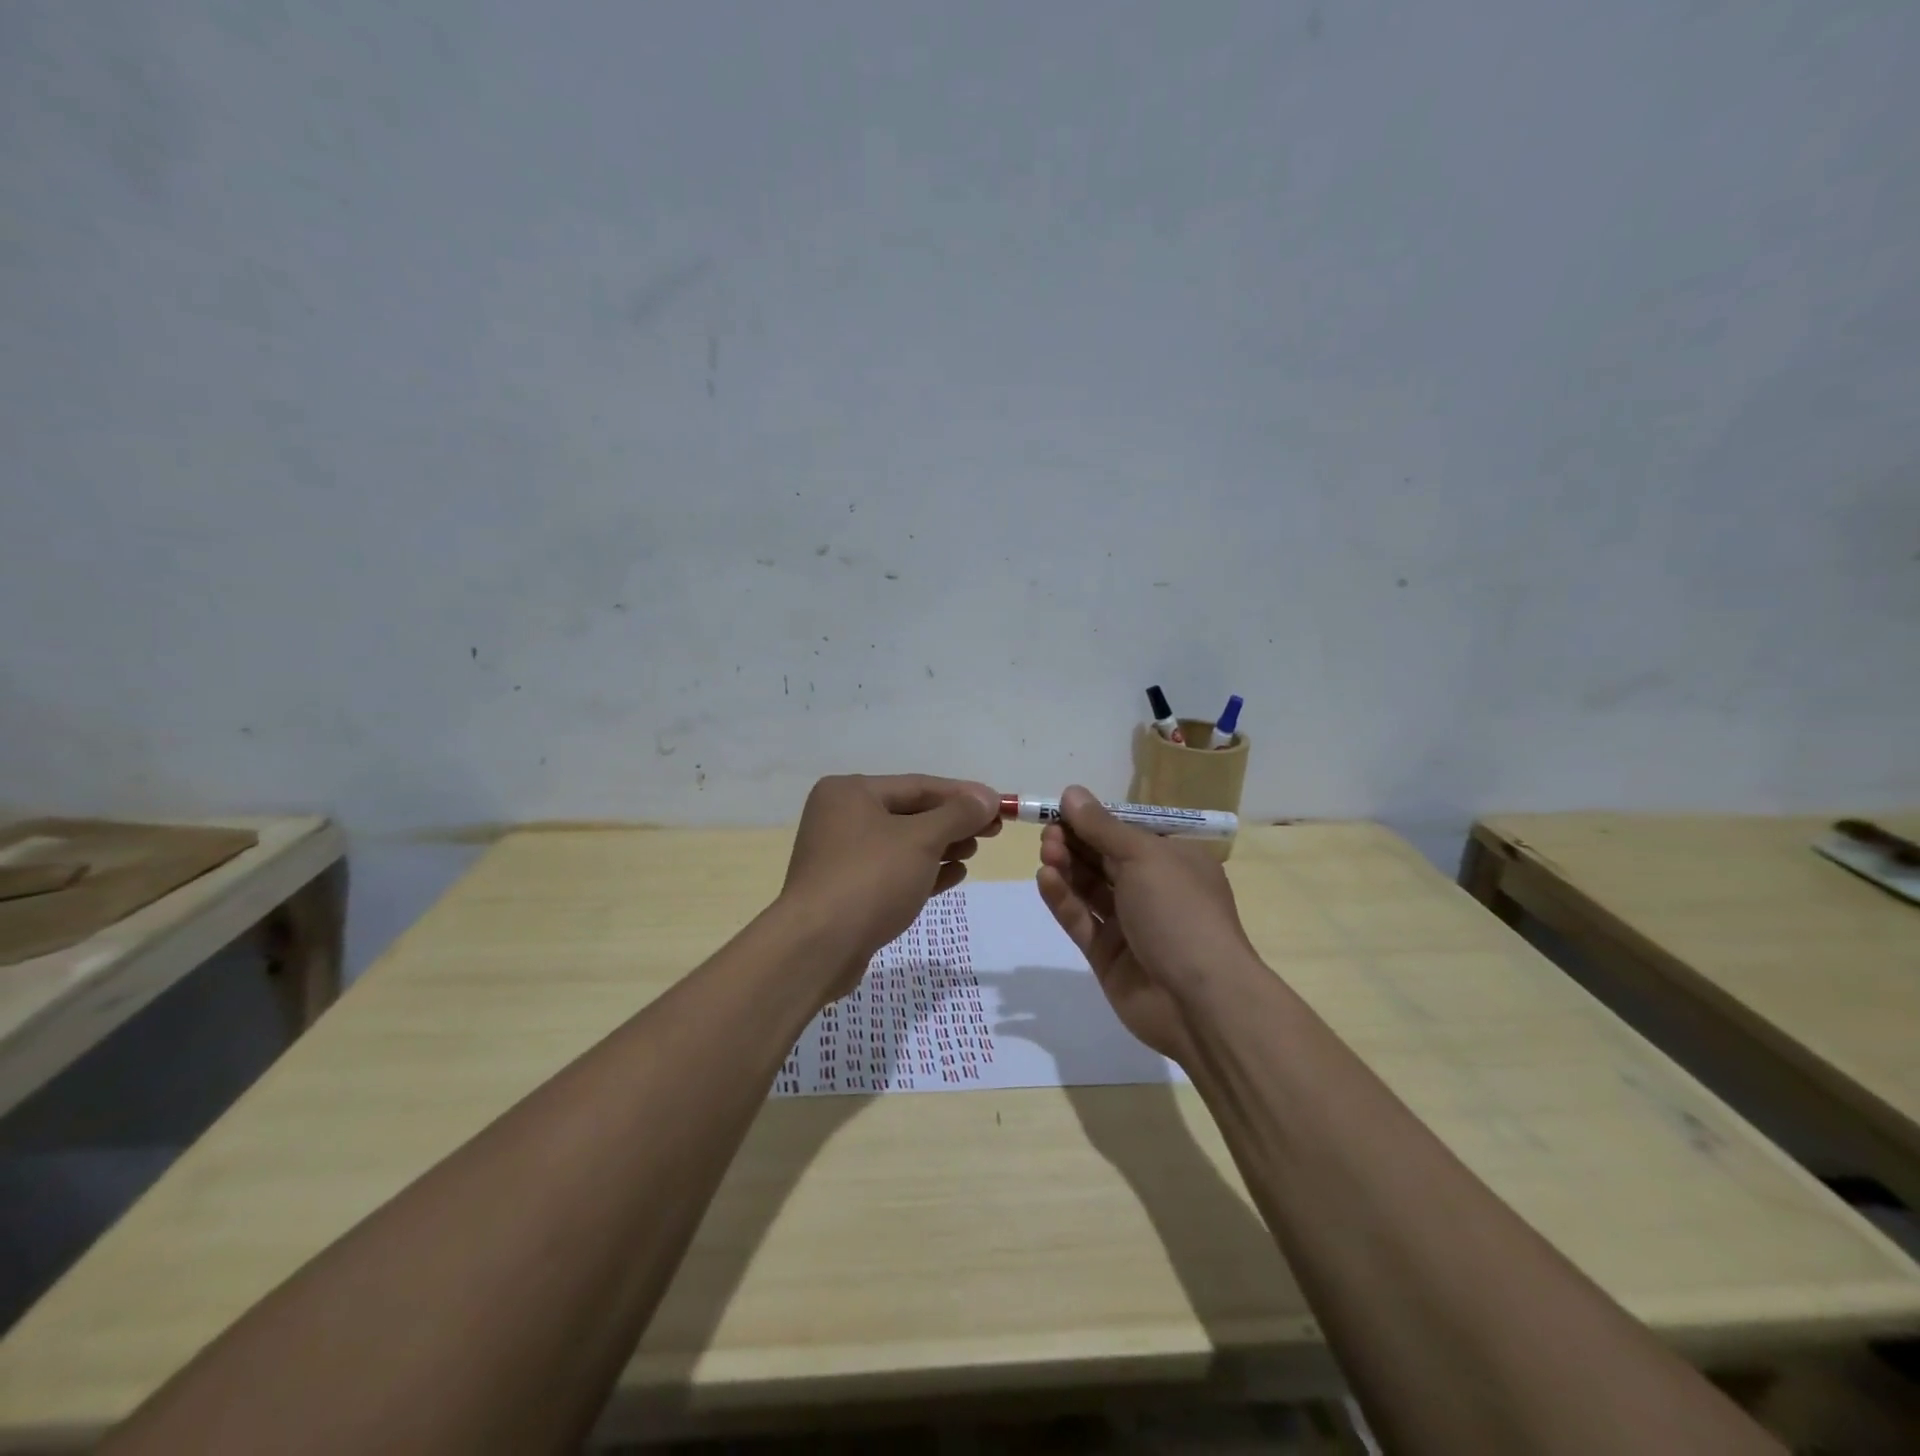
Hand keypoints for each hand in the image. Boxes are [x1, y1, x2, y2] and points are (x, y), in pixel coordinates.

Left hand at [782, 774, 1000, 999]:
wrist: (818, 948)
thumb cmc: (870, 879)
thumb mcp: (921, 840)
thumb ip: (957, 815)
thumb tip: (987, 797)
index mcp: (850, 792)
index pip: (918, 785)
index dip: (963, 795)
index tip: (1000, 805)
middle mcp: (841, 817)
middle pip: (910, 813)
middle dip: (953, 822)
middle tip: (993, 831)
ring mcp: (841, 856)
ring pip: (903, 844)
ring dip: (942, 846)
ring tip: (974, 852)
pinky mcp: (847, 890)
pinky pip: (893, 872)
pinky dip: (924, 871)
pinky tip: (955, 875)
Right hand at [1035, 786, 1259, 1065]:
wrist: (1200, 1000)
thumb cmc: (1180, 912)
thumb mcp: (1144, 857)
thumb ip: (1102, 827)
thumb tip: (1072, 793)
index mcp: (1174, 861)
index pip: (1127, 833)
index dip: (1094, 820)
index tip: (1060, 810)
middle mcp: (1153, 890)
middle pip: (1104, 859)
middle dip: (1076, 842)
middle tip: (1048, 832)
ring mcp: (1130, 925)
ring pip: (1090, 889)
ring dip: (1067, 867)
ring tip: (1046, 851)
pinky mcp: (1108, 955)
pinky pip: (1081, 920)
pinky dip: (1063, 899)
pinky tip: (1046, 878)